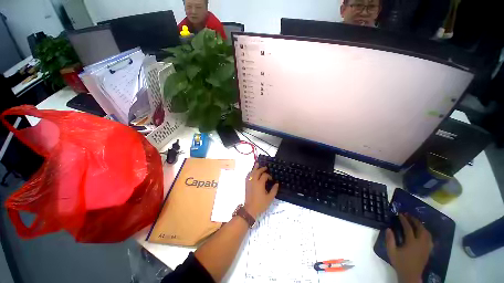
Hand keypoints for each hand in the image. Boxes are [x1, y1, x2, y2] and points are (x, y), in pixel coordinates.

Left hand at [244, 164, 278, 217]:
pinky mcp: (246, 185)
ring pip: (252, 173)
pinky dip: (250, 173)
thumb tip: (277, 183)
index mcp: (260, 184)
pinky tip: (252, 172)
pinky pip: (248, 176)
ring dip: (255, 168)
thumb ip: (274, 190)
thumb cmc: (261, 204)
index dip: (268, 176)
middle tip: (265, 167)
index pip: (264, 175)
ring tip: (257, 164)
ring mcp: (249, 182)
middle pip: (257, 172)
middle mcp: (254, 181)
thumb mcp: (269, 198)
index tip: (271, 179)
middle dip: (262, 169)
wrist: (250, 209)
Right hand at [386, 214, 432, 282]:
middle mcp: (421, 243)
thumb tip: (388, 228)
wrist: (410, 275)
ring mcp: (426, 247)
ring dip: (421, 226)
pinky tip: (422, 232)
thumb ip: (390, 240)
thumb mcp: (391, 252)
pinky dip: (426, 233)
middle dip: (415, 220)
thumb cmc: (400, 263)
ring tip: (415, 222)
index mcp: (412, 243)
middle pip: (421, 228)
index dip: (404, 220)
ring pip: (427, 233)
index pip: (409, 228)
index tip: (400, 214)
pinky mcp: (428, 250)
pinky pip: (429, 239)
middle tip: (409, 215)